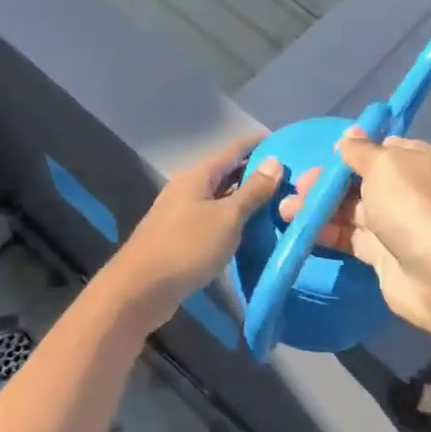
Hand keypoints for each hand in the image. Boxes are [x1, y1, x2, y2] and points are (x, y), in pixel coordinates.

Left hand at [106, 132, 282, 320]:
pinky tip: (251, 229)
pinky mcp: (180, 236)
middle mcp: (187, 187)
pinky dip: (233, 219)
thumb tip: (275, 161)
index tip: (287, 143)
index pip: (234, 149)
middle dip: (256, 172)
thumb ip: (252, 191)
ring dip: (245, 198)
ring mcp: (181, 212)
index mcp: (198, 175)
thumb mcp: (227, 218)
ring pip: (220, 197)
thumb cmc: (187, 247)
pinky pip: (213, 218)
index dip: (259, 144)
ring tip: (278, 202)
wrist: (140, 289)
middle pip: (227, 172)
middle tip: (290, 178)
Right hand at [280, 128, 430, 334]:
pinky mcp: (380, 253)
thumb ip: (360, 150)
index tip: (323, 155)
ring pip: (349, 209)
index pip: (378, 148)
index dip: (349, 151)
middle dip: (326, 181)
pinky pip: (348, 237)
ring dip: (319, 207)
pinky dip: (325, 232)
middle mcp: (404, 189)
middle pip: (358, 179)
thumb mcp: (384, 165)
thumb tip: (350, 134)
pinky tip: (301, 230)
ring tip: (287, 210)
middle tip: (299, 187)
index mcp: (413, 160)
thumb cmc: (412, 207)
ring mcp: (393, 223)